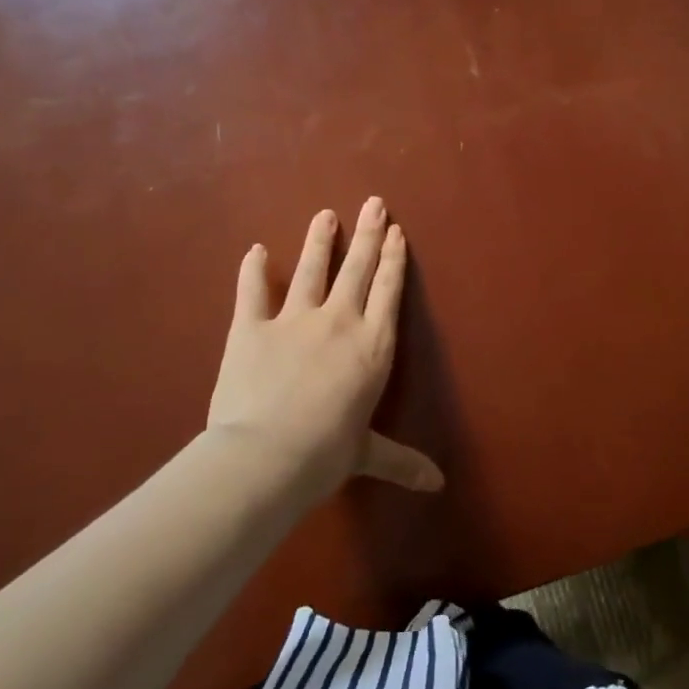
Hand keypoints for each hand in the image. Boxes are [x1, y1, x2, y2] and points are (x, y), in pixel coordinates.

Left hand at [206, 198, 443, 502]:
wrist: (265, 456)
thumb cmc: (326, 455)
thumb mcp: (367, 455)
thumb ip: (401, 463)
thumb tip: (438, 486)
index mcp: (372, 346)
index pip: (388, 292)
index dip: (393, 260)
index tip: (397, 232)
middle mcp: (339, 322)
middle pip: (357, 269)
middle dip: (368, 233)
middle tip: (374, 202)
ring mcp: (293, 320)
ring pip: (310, 269)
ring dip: (319, 240)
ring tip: (325, 214)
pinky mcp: (250, 327)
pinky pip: (252, 290)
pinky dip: (252, 269)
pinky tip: (254, 249)